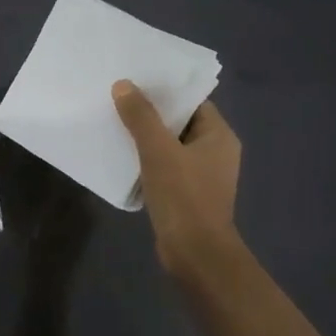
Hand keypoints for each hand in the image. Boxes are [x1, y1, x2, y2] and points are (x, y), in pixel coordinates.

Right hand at [111, 80, 243, 278]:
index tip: (136, 81)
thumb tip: (123, 85)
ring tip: (116, 124)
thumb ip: (141, 117)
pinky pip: (167, 168)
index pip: (192, 102)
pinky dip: (148, 161)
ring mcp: (203, 176)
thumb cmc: (183, 196)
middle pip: (180, 123)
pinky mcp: (188, 195)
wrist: (195, 254)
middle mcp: (216, 152)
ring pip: (171, 147)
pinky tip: (124, 157)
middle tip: (119, 100)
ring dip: (147, 138)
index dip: (165, 91)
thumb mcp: (158, 151)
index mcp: (219, 136)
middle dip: (151, 114)